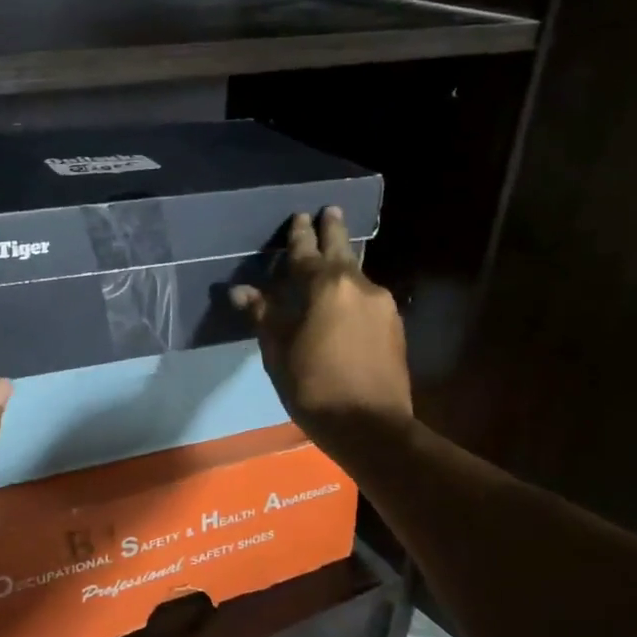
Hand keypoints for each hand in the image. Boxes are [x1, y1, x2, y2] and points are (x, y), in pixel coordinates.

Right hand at [231, 208, 412, 462]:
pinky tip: (348, 301)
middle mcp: (359, 285)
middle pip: (342, 250)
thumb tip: (241, 291)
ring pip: (358, 274)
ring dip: (344, 262)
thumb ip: (264, 315)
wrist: (371, 427)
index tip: (297, 216)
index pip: (306, 252)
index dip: (298, 235)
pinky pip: (368, 297)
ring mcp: (382, 305)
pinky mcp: (395, 326)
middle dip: (333, 229)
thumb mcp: (279, 352)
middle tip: (330, 210)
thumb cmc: (315, 387)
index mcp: (325, 287)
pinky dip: (354, 291)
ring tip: (336, 255)